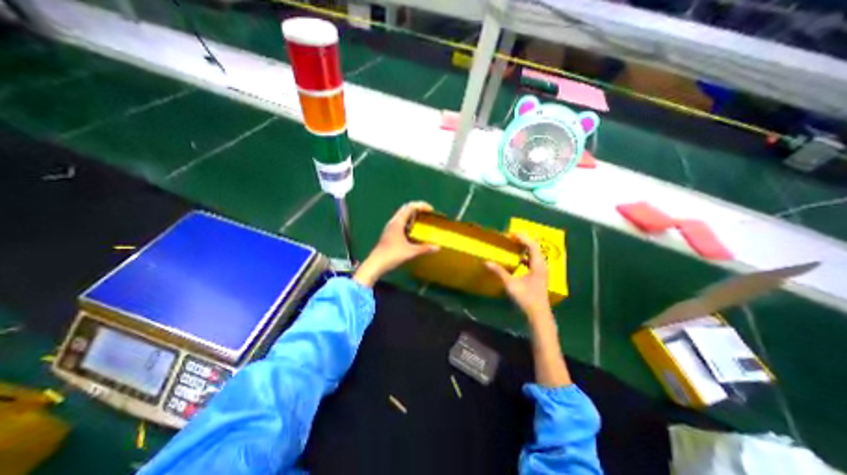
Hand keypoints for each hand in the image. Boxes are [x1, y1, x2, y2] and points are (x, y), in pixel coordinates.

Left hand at [355, 200, 439, 285]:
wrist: (376, 263)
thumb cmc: (392, 255)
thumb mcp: (410, 252)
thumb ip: (424, 248)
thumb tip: (437, 247)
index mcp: (398, 222)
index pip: (410, 207)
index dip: (421, 205)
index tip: (431, 210)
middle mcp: (393, 222)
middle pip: (406, 208)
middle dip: (418, 208)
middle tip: (428, 213)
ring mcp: (390, 227)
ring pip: (402, 215)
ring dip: (413, 215)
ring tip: (422, 221)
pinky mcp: (389, 233)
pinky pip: (401, 223)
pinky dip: (409, 222)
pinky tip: (414, 231)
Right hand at [486, 232, 552, 318]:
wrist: (538, 313)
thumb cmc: (526, 298)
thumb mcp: (511, 284)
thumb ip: (499, 272)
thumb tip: (486, 262)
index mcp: (537, 265)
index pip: (532, 245)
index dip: (522, 238)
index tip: (511, 233)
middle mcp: (542, 265)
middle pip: (535, 247)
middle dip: (525, 240)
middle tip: (512, 236)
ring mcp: (542, 270)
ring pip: (535, 253)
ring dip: (526, 247)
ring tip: (515, 244)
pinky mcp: (540, 275)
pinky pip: (534, 260)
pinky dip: (526, 255)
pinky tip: (519, 259)